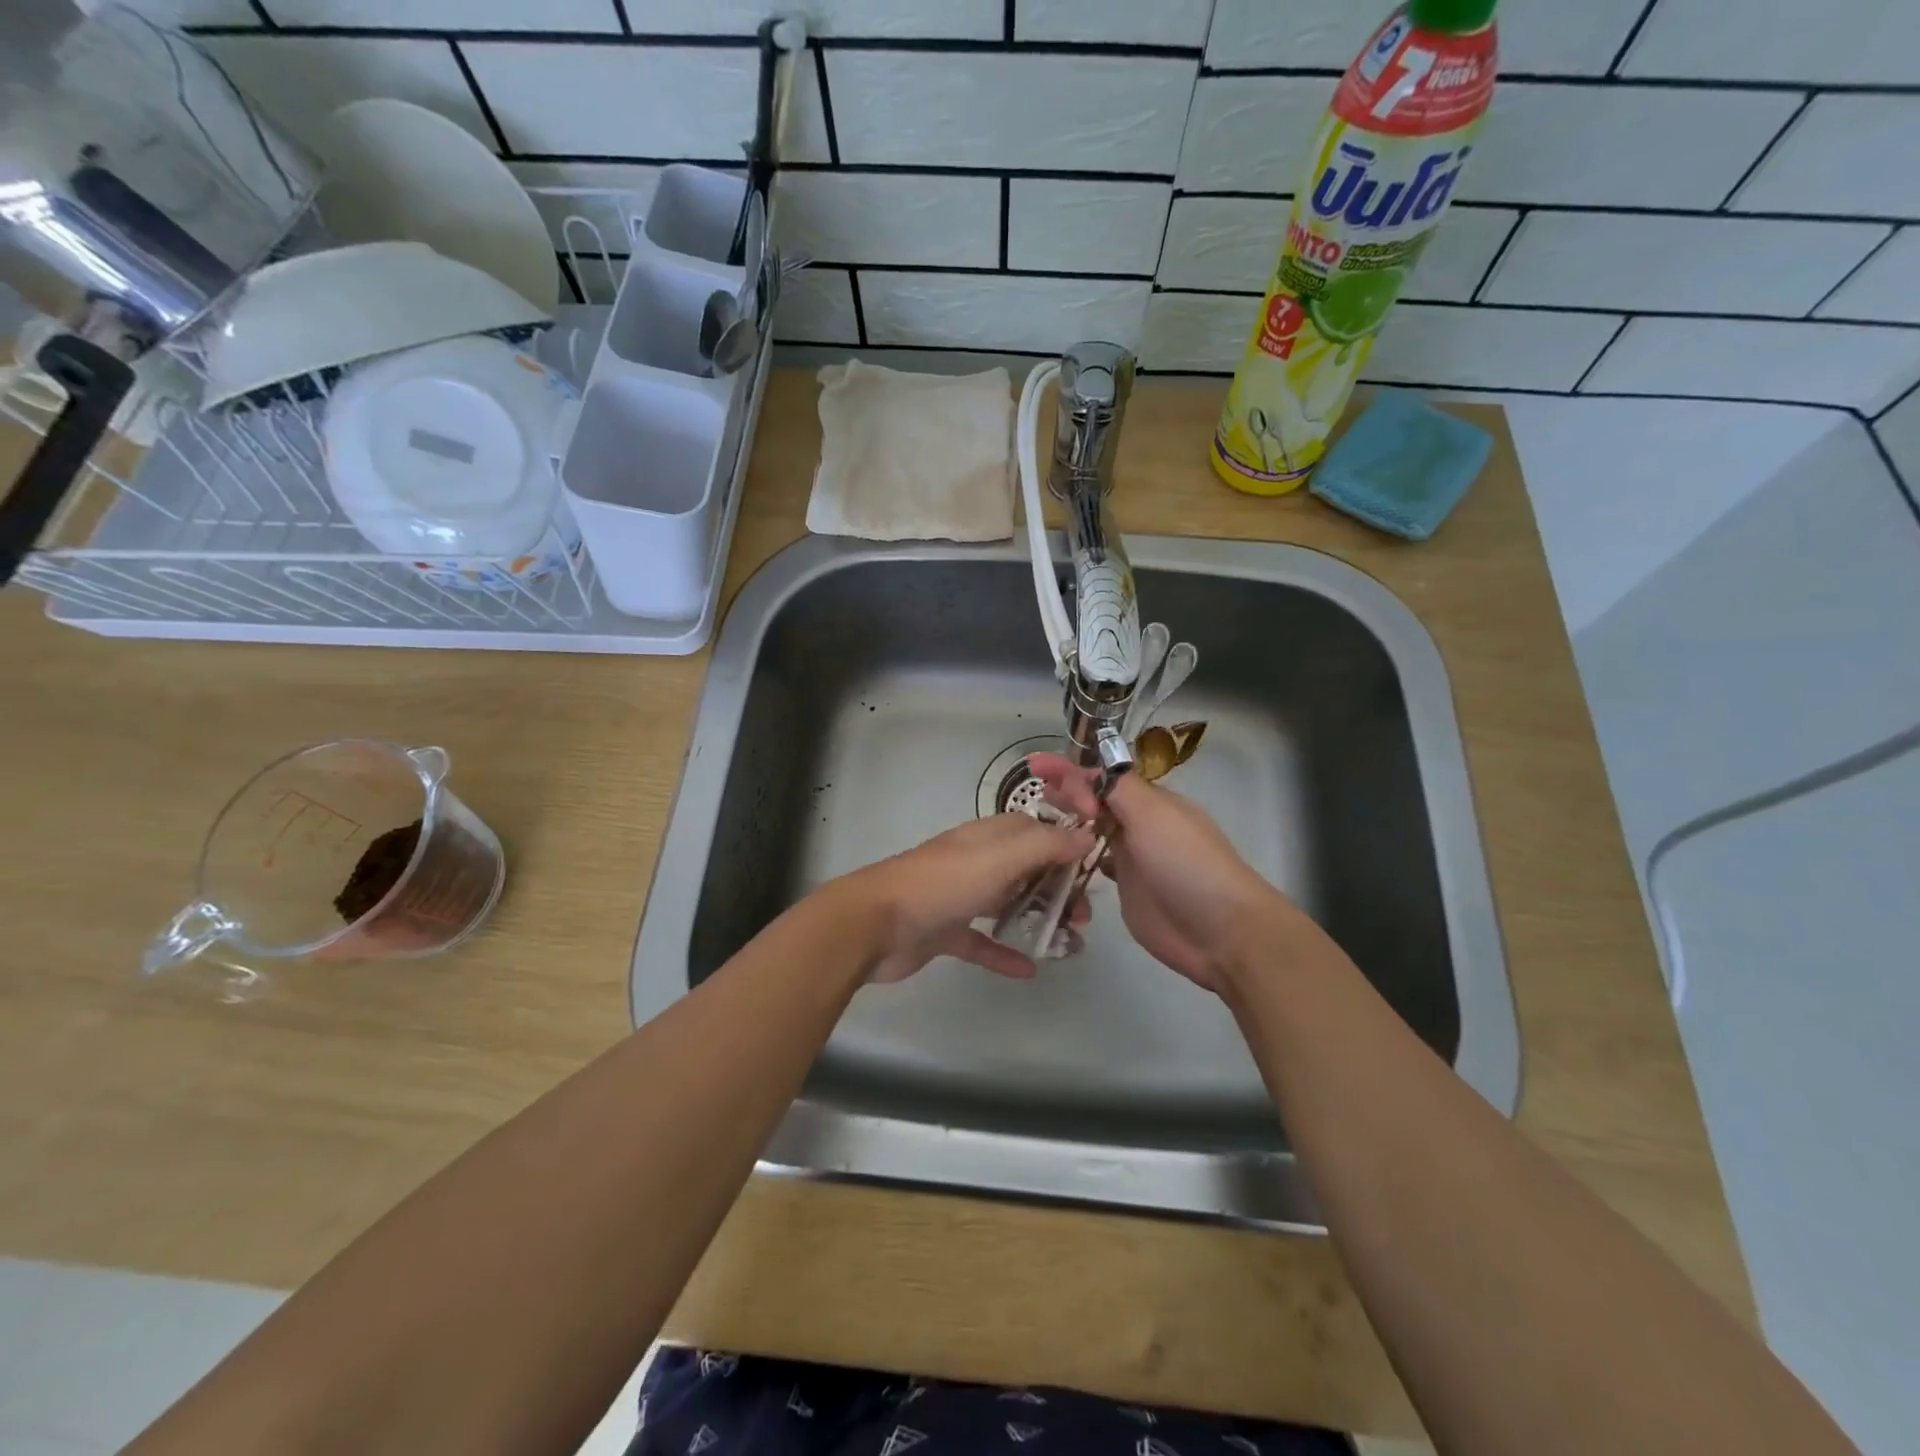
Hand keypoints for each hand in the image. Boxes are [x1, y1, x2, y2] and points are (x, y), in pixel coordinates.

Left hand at [838, 814, 1096, 982]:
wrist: (875, 923)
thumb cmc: (943, 884)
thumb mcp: (1000, 857)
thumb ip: (1045, 845)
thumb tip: (1087, 835)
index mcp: (988, 838)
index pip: (1035, 831)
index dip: (1065, 844)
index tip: (1095, 867)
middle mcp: (976, 862)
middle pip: (1027, 869)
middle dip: (1058, 889)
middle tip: (1083, 917)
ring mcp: (959, 897)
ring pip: (1008, 904)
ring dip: (1039, 919)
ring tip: (1071, 942)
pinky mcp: (945, 932)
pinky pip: (982, 942)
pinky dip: (1005, 953)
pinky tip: (1029, 970)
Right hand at [1028, 754, 1292, 992]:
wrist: (1220, 931)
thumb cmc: (1186, 864)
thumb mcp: (1153, 814)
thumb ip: (1118, 788)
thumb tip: (1089, 772)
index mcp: (1149, 802)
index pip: (1103, 777)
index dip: (1070, 771)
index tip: (1035, 768)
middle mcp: (1139, 825)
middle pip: (1096, 801)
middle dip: (1066, 793)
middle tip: (1035, 794)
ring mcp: (1132, 858)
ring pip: (1092, 832)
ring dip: (1068, 824)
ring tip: (1035, 823)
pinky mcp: (1126, 890)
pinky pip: (1093, 866)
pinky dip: (1075, 858)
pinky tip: (1054, 859)